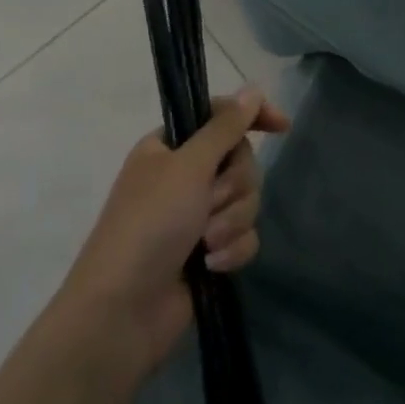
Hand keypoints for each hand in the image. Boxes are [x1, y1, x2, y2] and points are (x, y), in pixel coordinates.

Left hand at [58, 89, 290, 373]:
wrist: (122, 313)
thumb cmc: (149, 225)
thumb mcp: (188, 167)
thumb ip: (224, 127)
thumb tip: (253, 90)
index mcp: (170, 146)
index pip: (220, 116)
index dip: (252, 117)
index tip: (282, 126)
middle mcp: (184, 176)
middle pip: (239, 160)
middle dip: (234, 185)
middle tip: (212, 202)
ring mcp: (196, 215)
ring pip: (245, 199)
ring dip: (232, 220)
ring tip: (207, 243)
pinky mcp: (209, 252)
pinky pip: (243, 236)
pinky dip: (232, 249)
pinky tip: (212, 265)